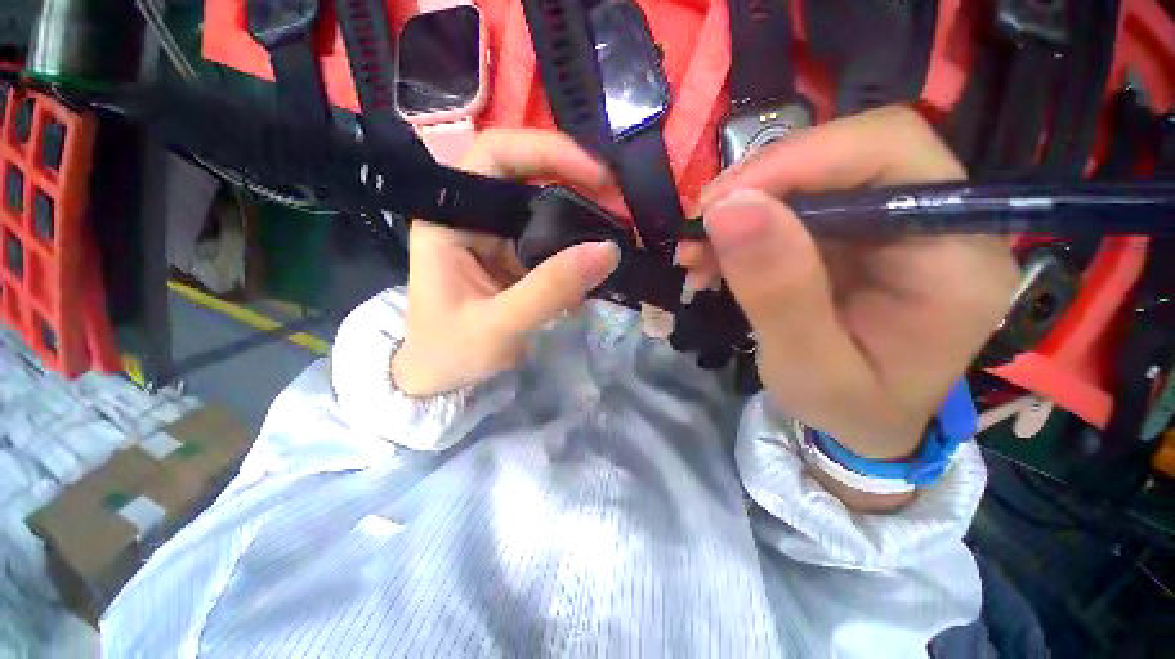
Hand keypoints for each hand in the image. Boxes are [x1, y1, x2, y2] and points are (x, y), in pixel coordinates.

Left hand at [392, 130, 620, 396]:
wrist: (443, 380)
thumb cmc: (452, 353)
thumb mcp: (499, 325)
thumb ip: (550, 289)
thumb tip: (608, 250)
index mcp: (450, 219)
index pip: (495, 156)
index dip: (546, 150)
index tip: (595, 175)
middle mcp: (474, 217)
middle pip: (529, 176)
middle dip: (578, 182)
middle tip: (621, 204)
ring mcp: (498, 237)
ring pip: (546, 208)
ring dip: (584, 214)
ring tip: (621, 227)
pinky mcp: (516, 258)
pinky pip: (553, 239)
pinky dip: (579, 244)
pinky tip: (602, 255)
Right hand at [679, 107, 1018, 459]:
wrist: (865, 423)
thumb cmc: (850, 410)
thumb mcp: (810, 368)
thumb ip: (779, 292)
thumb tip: (729, 210)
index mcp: (954, 257)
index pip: (890, 152)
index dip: (799, 160)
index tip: (720, 204)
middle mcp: (936, 221)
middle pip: (846, 156)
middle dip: (758, 186)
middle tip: (698, 227)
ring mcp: (892, 223)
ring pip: (810, 179)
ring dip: (740, 211)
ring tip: (696, 254)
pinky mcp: (855, 234)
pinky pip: (792, 210)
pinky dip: (742, 230)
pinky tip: (712, 260)